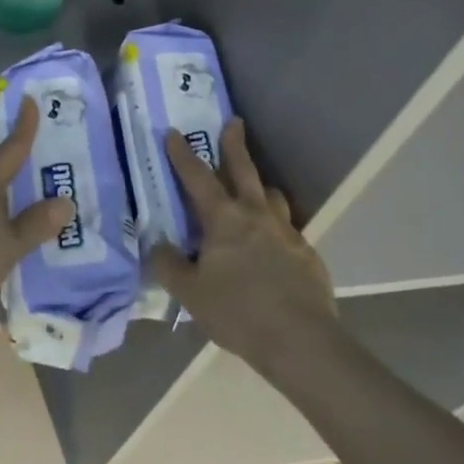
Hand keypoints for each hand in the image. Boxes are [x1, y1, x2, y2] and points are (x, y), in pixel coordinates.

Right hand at [150, 118, 336, 371]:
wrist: (301, 341)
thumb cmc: (238, 312)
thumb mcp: (191, 294)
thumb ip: (169, 267)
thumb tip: (156, 245)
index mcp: (223, 218)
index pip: (197, 176)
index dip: (182, 154)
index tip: (173, 132)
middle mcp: (256, 214)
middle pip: (243, 169)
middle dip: (235, 144)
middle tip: (234, 122)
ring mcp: (286, 232)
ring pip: (272, 196)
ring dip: (261, 187)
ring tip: (257, 190)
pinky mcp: (308, 254)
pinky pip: (289, 230)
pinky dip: (279, 229)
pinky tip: (276, 246)